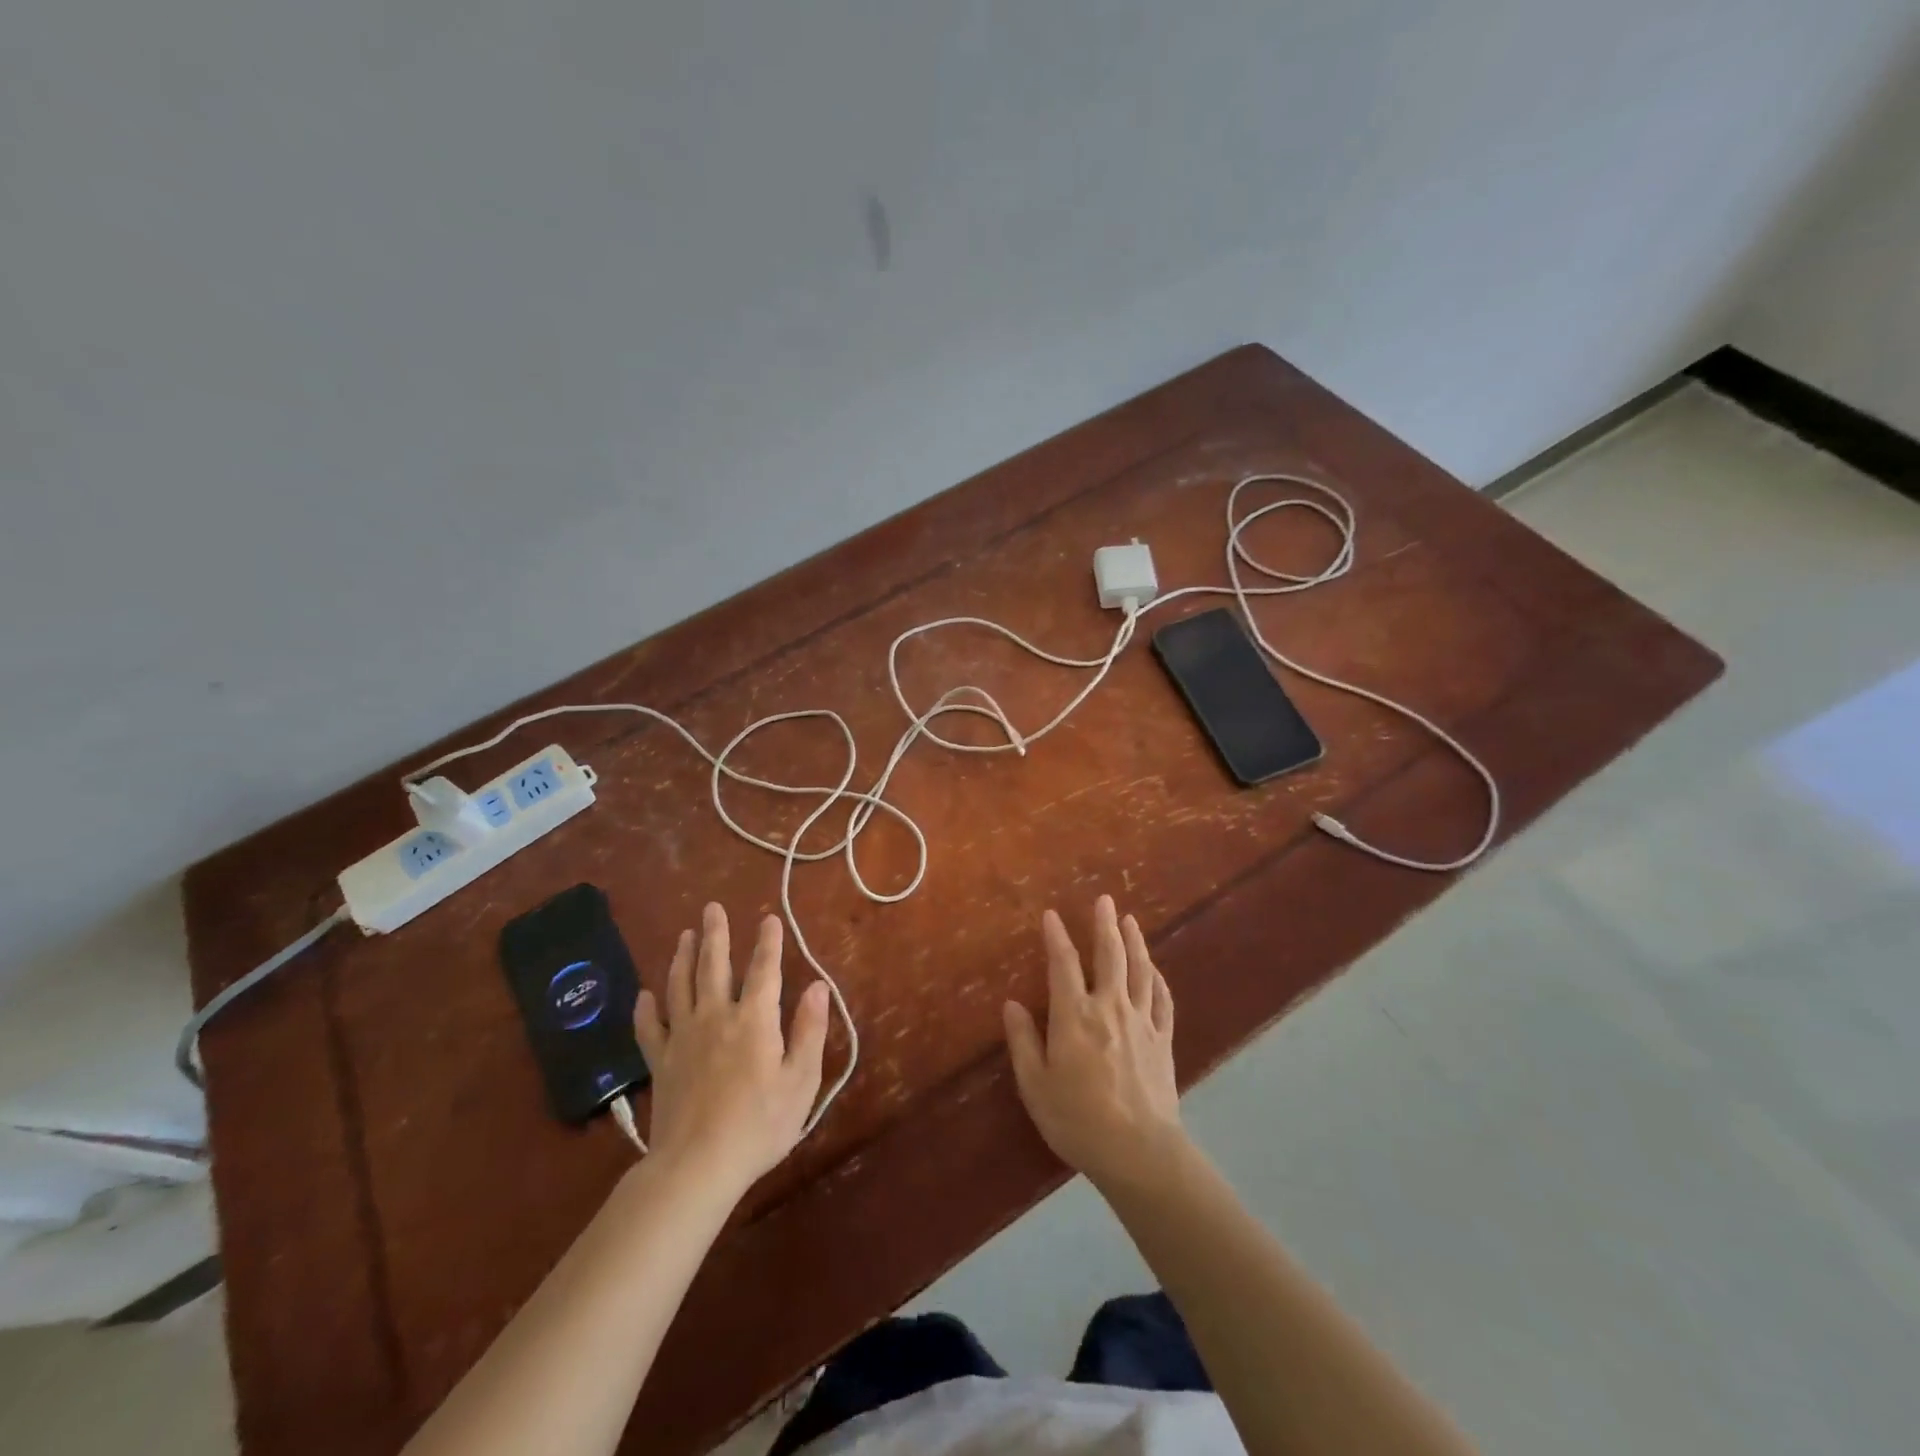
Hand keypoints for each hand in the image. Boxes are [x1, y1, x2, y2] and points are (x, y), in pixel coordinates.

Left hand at [634, 903, 829, 1195]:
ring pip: (680, 986)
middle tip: (711, 908)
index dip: (768, 942)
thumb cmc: (759, 1125)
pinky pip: (650, 1027)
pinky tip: (645, 994)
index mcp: (754, 1020)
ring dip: (682, 957)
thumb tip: (818, 986)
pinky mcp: (661, 1062)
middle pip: (713, 966)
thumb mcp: (801, 1080)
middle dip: (715, 934)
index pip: (764, 970)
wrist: (697, 1166)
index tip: (769, 918)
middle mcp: (716, 1017)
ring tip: (684, 935)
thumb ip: (810, 1029)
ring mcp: (683, 1038)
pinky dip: (646, 1008)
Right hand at [1003, 895, 1183, 1191]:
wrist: (1139, 1152)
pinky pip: (1162, 1000)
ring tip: (1130, 921)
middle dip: (1105, 924)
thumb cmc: (1078, 1120)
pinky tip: (1155, 970)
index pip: (1064, 965)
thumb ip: (1024, 1042)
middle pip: (1109, 956)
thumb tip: (1011, 1004)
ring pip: (1140, 971)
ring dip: (1135, 942)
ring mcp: (1141, 1022)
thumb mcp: (1036, 1085)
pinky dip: (1158, 979)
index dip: (1057, 937)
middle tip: (1105, 899)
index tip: (1052, 915)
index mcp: (1075, 1016)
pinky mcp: (1162, 1040)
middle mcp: (1110, 1007)